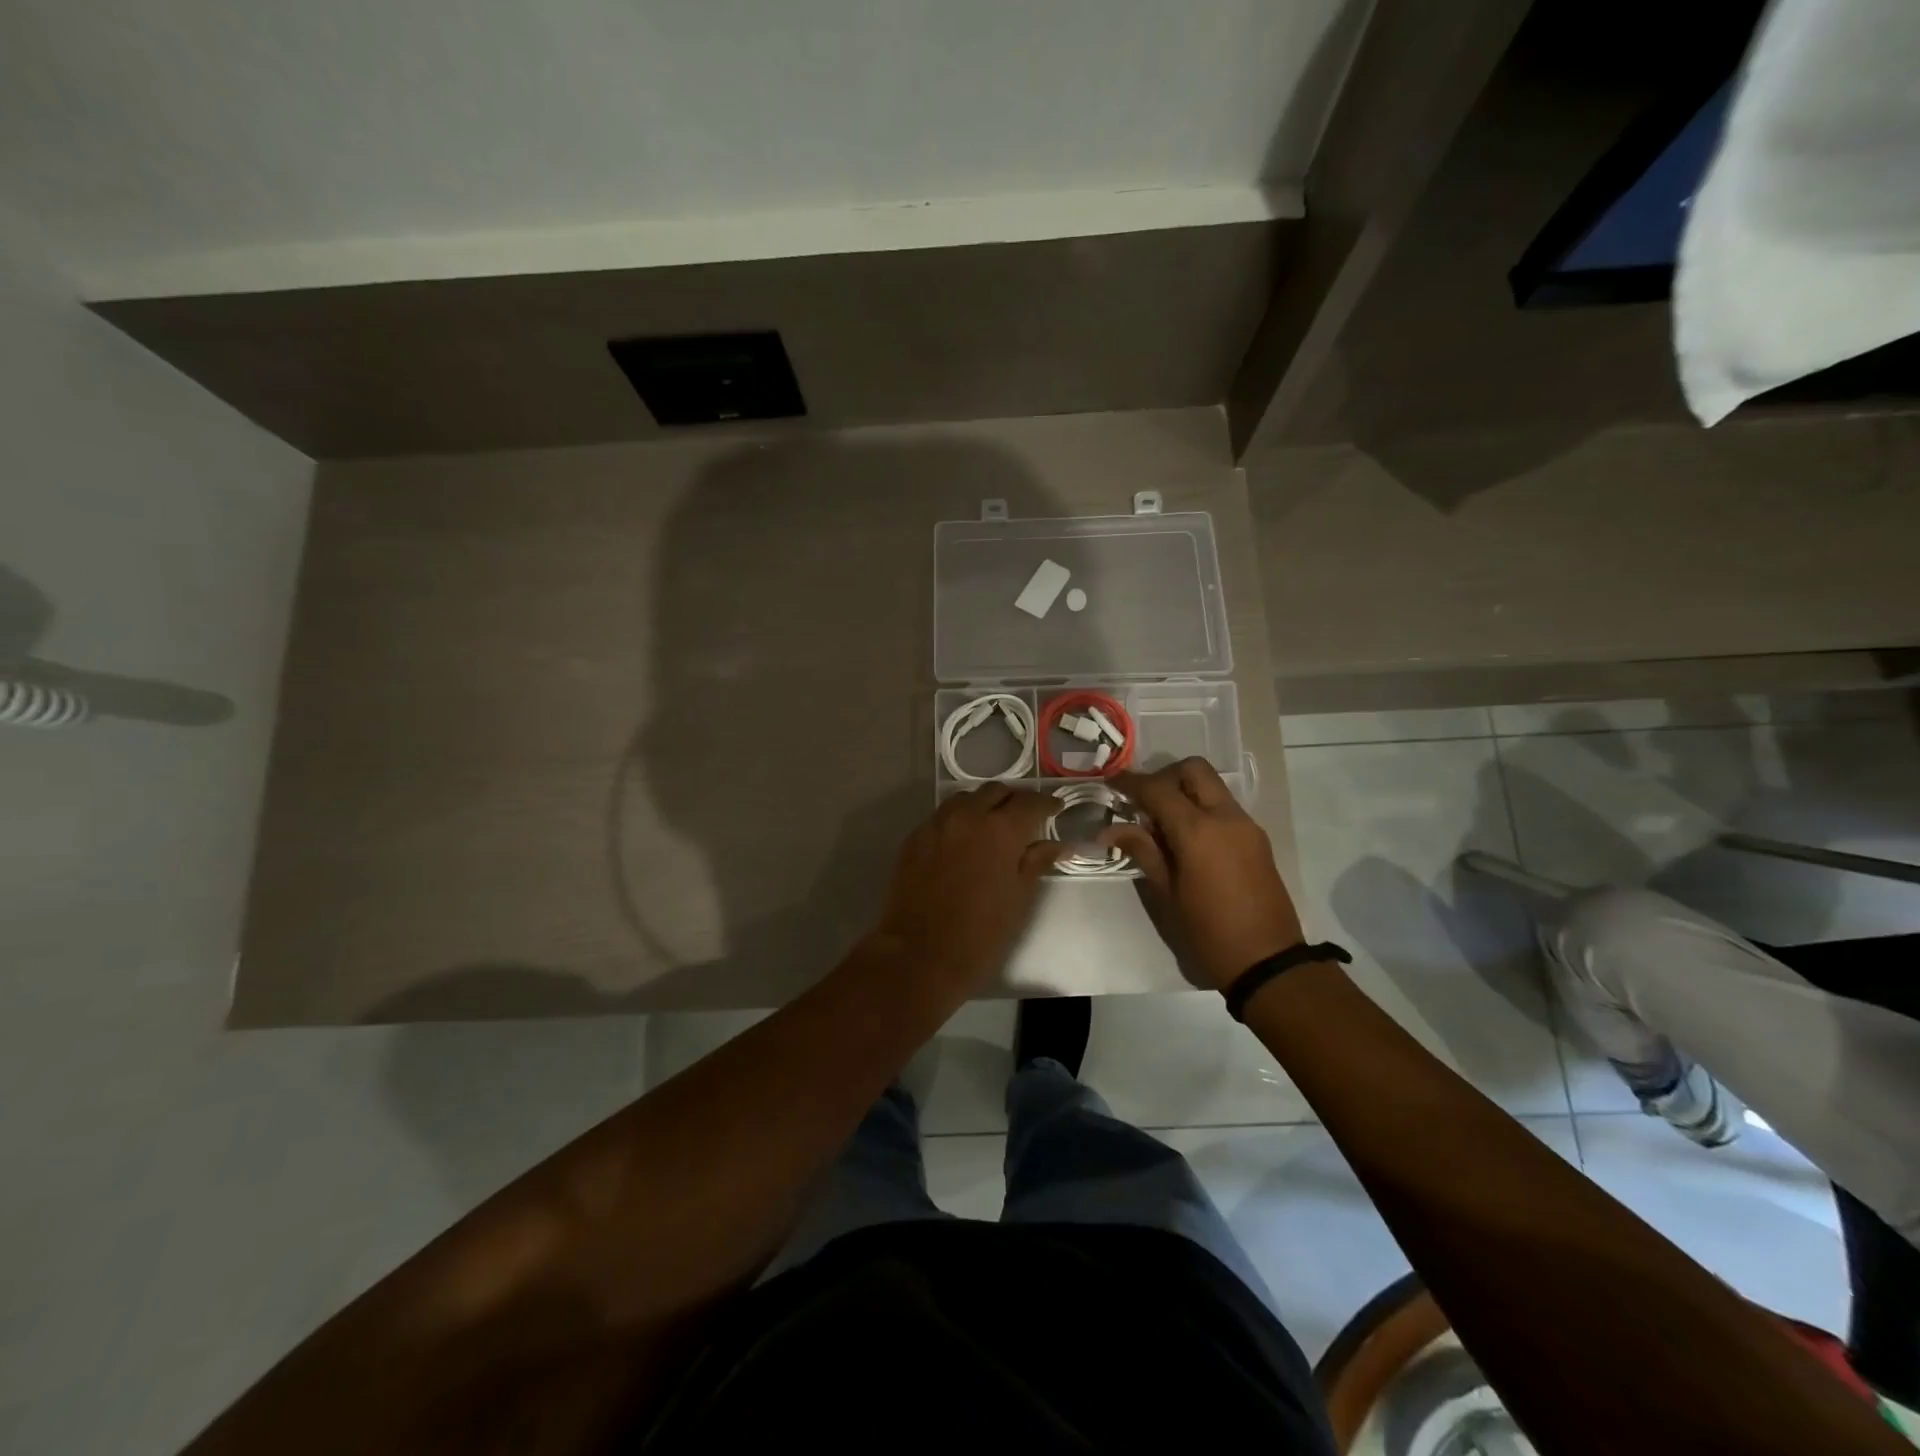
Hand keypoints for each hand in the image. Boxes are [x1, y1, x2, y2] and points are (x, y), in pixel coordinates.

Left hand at [871, 784, 1064, 993]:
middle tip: (1025, 819)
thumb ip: (1037, 862)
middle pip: (996, 792)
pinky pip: (942, 817)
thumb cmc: (981, 933)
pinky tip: (963, 842)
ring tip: (993, 826)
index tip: (1056, 808)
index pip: (1030, 802)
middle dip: (1014, 801)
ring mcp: (936, 825)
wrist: (919, 956)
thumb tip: (1057, 844)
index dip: (1047, 803)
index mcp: (1000, 830)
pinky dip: (959, 820)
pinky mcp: (913, 839)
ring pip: (965, 799)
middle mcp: (967, 816)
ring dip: (983, 805)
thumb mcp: (1019, 898)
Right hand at [1104, 758, 1305, 990]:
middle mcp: (1225, 817)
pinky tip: (1186, 839)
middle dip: (1164, 776)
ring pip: (1212, 786)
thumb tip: (1111, 829)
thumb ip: (1143, 851)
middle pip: (1193, 770)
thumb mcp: (1167, 894)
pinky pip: (1224, 807)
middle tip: (1143, 801)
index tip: (1111, 783)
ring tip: (1162, 823)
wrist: (1267, 962)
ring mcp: (1246, 825)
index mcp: (1198, 830)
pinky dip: (1202, 808)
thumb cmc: (1208, 932)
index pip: (1158, 789)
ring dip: (1185, 791)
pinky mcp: (1257, 839)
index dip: (1131, 783)